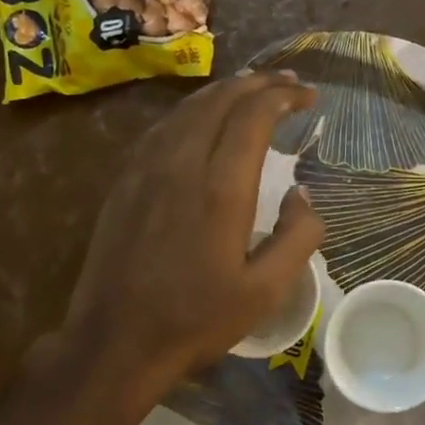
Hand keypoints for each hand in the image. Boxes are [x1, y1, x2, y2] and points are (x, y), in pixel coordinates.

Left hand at [59, 70, 323, 398]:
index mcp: (221, 189)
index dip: (283, 96)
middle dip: (258, 83)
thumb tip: (303, 195)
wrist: (116, 342)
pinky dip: (191, 111)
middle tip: (287, 82)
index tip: (309, 96)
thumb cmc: (196, 320)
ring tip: (251, 89)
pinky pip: (162, 128)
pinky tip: (200, 119)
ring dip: (223, 92)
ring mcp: (145, 169)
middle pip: (220, 101)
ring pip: (187, 109)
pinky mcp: (124, 182)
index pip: (254, 117)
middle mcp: (181, 165)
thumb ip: (298, 238)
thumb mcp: (265, 292)